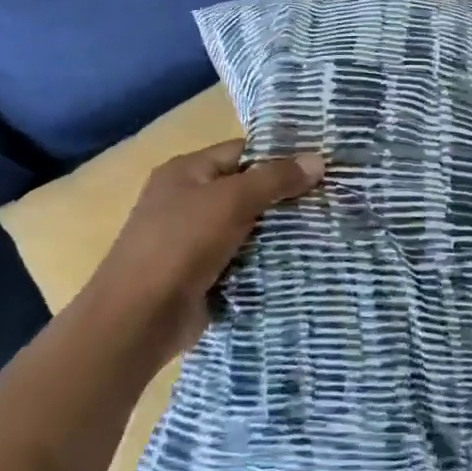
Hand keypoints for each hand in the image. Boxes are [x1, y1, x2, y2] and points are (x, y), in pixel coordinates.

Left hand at [84, 140, 323, 366]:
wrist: (139, 318)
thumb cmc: (180, 245)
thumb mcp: (230, 201)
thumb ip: (274, 179)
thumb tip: (318, 160)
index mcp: (186, 171)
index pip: (243, 152)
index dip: (281, 156)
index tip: (323, 165)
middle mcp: (189, 200)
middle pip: (248, 190)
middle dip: (286, 197)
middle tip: (332, 199)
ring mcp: (195, 240)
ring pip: (250, 227)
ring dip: (281, 232)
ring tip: (327, 228)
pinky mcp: (205, 274)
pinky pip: (244, 259)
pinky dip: (268, 260)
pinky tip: (303, 260)